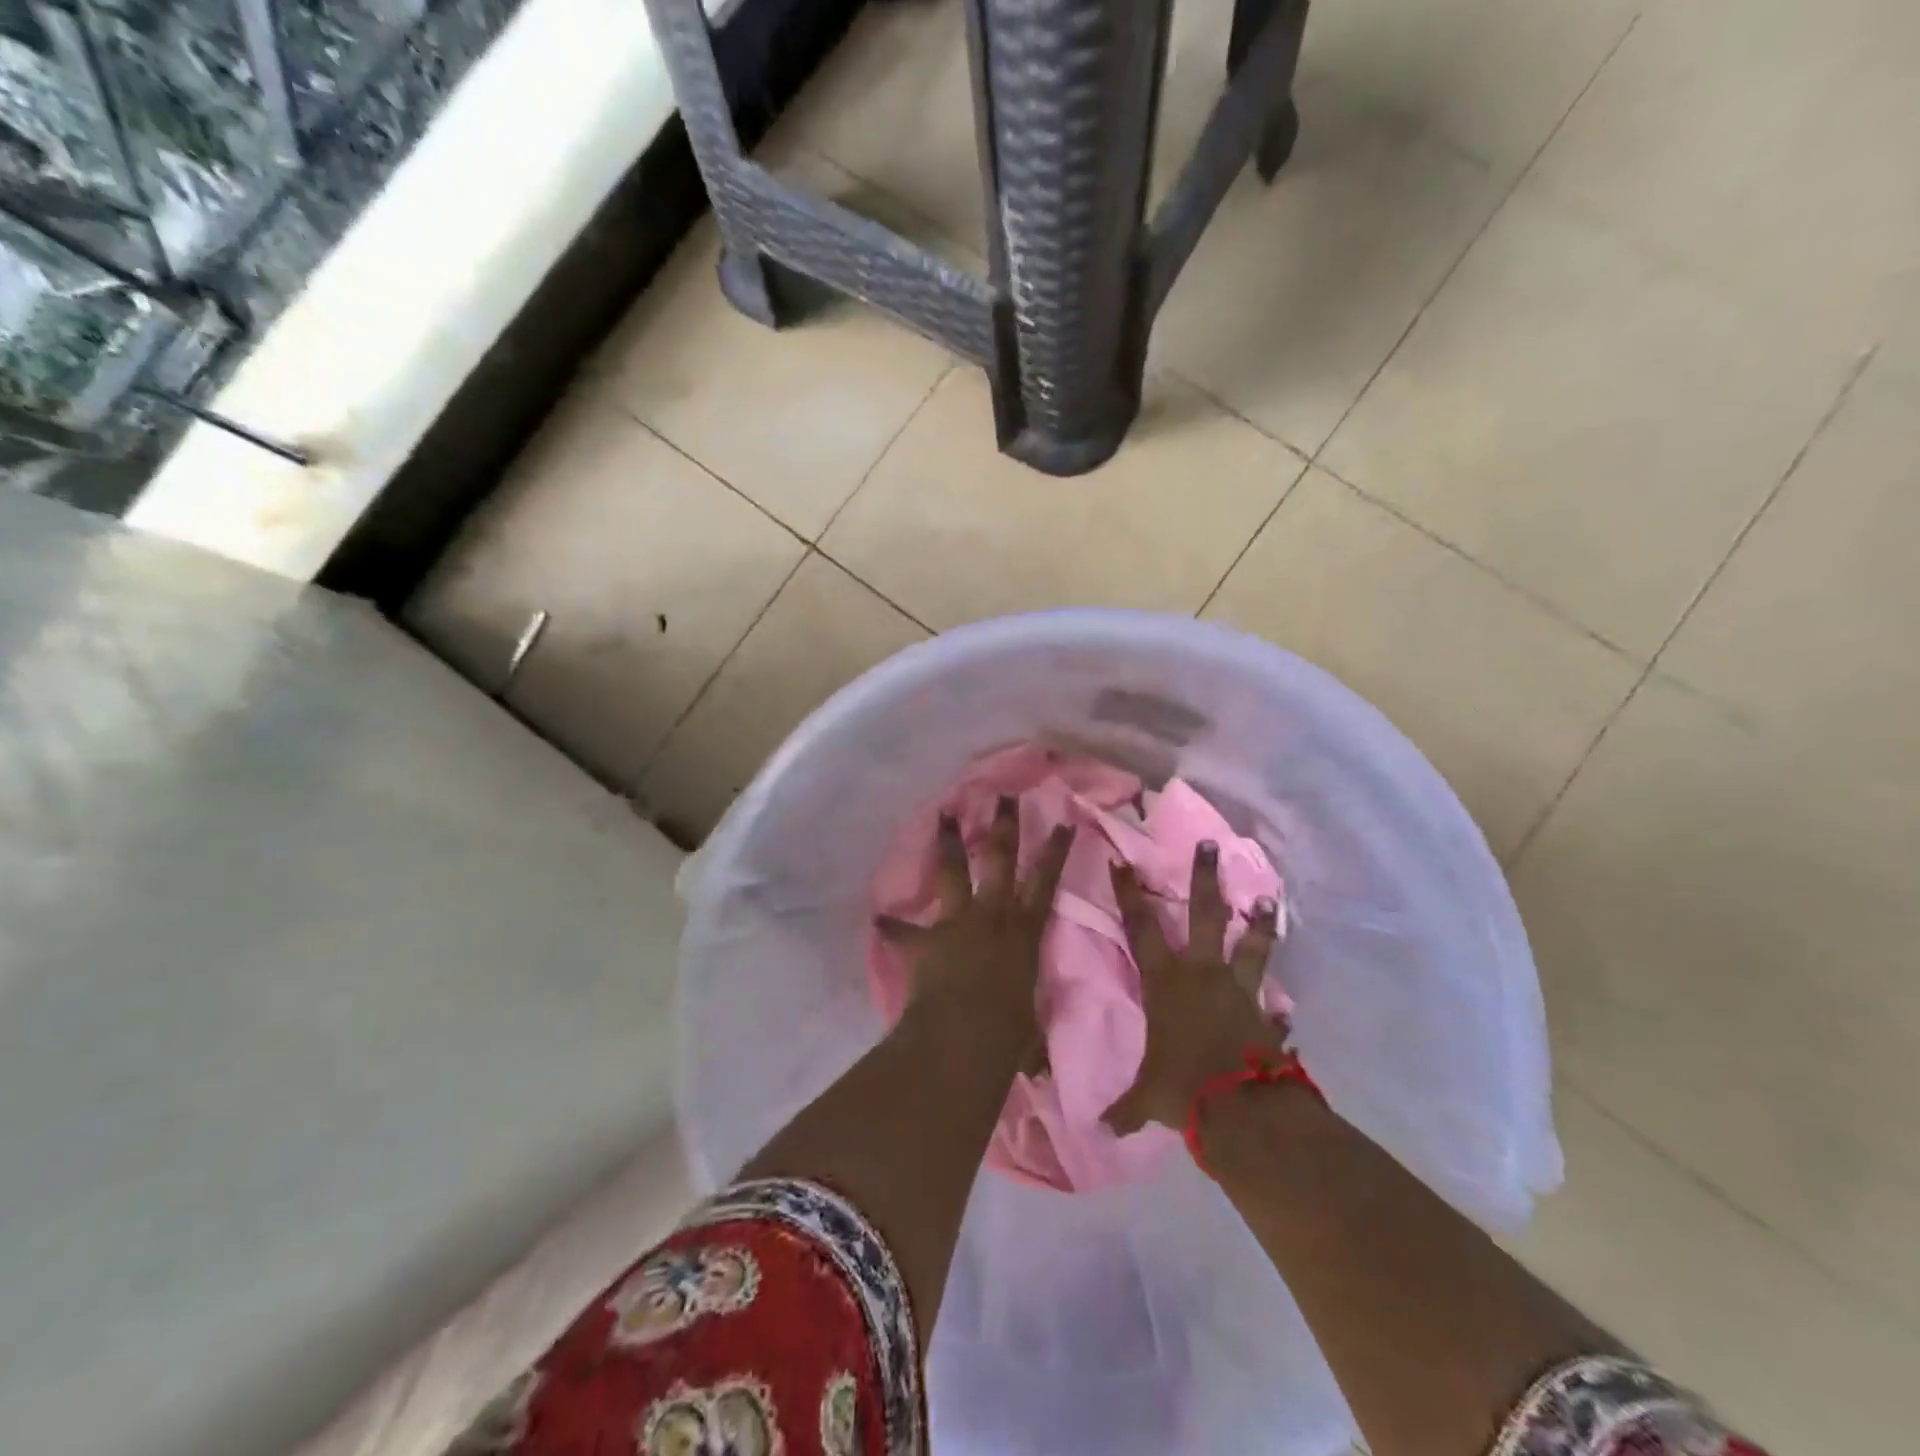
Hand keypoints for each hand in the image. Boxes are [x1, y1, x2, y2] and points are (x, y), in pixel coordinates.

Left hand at [876, 795, 1074, 1043]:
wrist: (964, 1041)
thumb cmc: (1009, 1036)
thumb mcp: (1030, 1027)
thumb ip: (1029, 1024)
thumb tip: (1036, 1057)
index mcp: (1025, 932)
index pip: (1046, 882)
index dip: (1056, 851)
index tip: (1063, 821)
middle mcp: (993, 916)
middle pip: (1000, 860)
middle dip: (1002, 826)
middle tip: (1002, 796)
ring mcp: (957, 923)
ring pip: (954, 872)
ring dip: (949, 843)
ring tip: (943, 813)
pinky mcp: (926, 941)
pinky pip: (903, 931)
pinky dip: (892, 927)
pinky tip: (880, 919)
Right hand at [1102, 841, 1285, 1135]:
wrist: (1240, 1110)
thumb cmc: (1182, 1088)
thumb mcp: (1146, 1097)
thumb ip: (1124, 1109)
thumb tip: (1098, 1131)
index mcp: (1165, 983)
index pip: (1140, 928)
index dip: (1129, 894)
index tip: (1122, 861)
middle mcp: (1201, 974)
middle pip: (1204, 916)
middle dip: (1204, 878)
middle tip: (1209, 844)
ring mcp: (1238, 990)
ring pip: (1249, 945)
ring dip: (1258, 922)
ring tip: (1267, 898)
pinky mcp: (1264, 1014)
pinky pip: (1272, 1004)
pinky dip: (1278, 1008)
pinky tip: (1286, 1010)